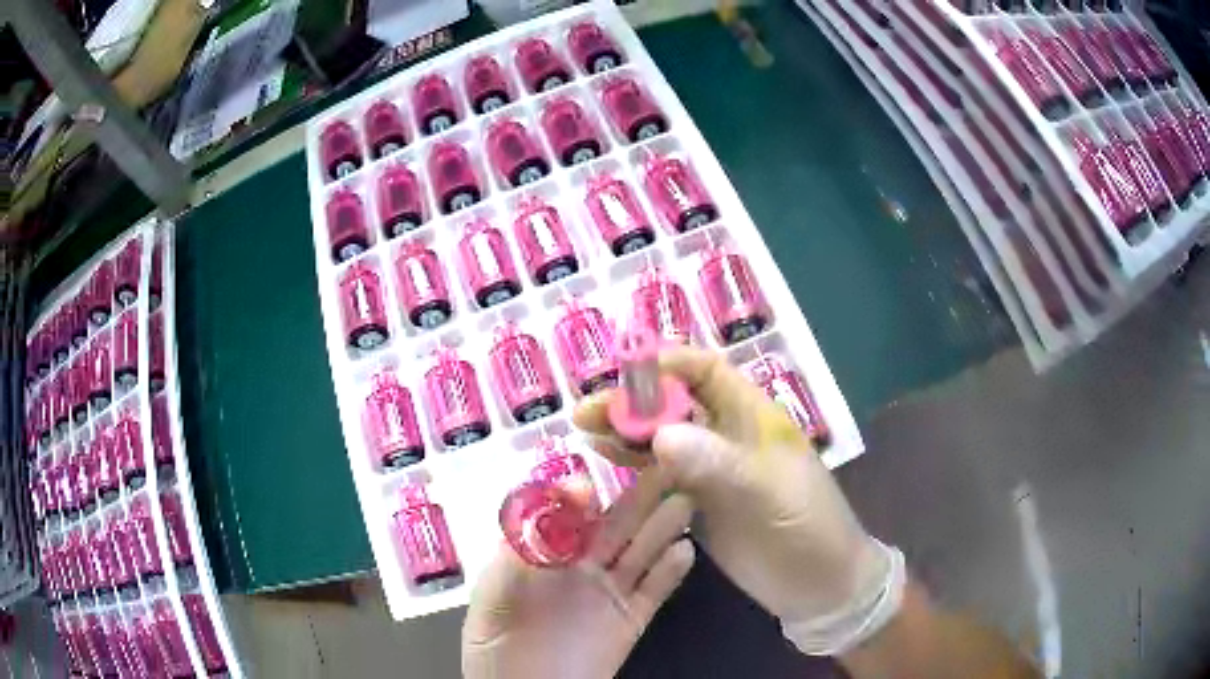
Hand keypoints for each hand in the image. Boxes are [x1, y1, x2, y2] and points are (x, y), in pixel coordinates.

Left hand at [462, 473, 694, 678]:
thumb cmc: (496, 644)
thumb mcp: (494, 597)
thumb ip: (517, 557)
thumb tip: (540, 516)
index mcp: (543, 554)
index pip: (568, 513)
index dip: (582, 494)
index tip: (596, 479)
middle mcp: (580, 565)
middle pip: (614, 524)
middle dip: (639, 494)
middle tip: (664, 462)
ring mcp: (608, 592)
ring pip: (641, 551)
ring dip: (663, 525)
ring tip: (685, 498)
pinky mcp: (630, 620)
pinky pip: (654, 591)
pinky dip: (672, 571)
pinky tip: (686, 549)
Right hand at [574, 347, 895, 654]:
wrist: (818, 583)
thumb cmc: (805, 528)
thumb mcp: (766, 493)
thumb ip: (715, 463)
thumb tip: (659, 433)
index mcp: (753, 417)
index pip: (707, 371)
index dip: (667, 364)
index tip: (623, 373)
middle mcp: (729, 434)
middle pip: (675, 403)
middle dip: (633, 402)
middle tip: (587, 412)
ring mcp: (714, 468)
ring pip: (664, 437)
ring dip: (628, 431)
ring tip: (586, 432)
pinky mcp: (702, 499)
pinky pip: (663, 472)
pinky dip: (635, 463)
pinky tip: (607, 460)